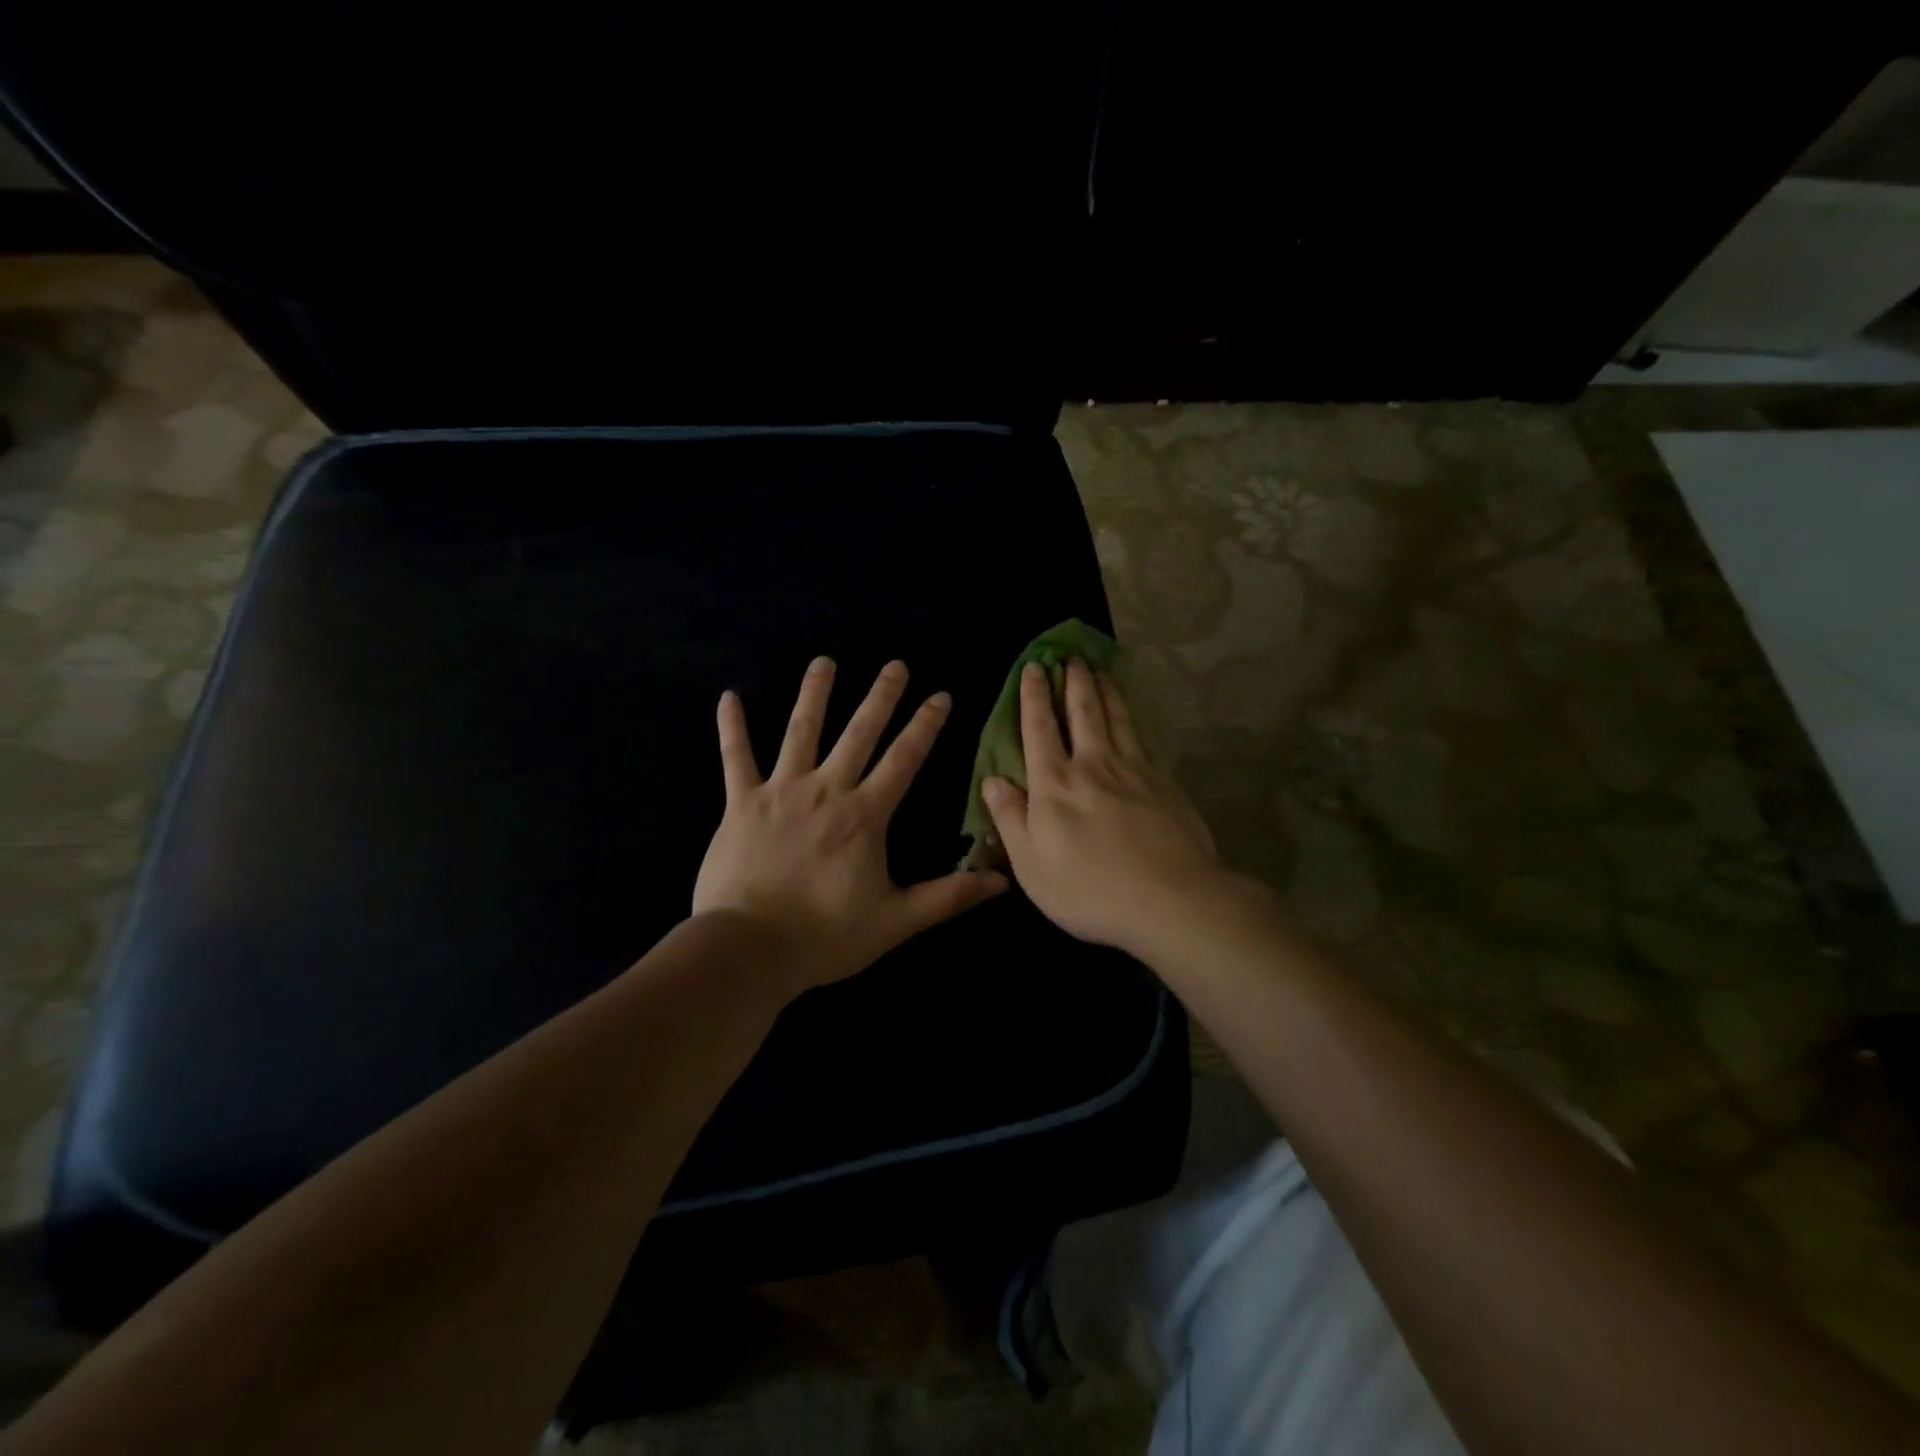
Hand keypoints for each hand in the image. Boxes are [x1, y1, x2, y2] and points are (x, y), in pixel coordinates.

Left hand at [693, 657, 1007, 991]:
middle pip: (858, 733)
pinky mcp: (741, 803)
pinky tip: (729, 697)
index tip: (940, 695)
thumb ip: (948, 897)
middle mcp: (826, 790)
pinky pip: (736, 758)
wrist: (749, 948)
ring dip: (814, 694)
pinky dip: (732, 727)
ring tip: (824, 662)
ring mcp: (780, 791)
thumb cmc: (825, 935)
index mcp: (864, 815)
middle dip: (880, 696)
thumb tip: (1002, 881)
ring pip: (800, 731)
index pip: (903, 759)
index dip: (925, 726)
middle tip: (895, 664)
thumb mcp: (897, 920)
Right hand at [983, 660, 1228, 957]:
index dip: (1033, 696)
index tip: (1033, 668)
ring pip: (1116, 718)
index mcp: (1054, 785)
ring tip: (1099, 669)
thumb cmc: (1089, 890)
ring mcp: (1133, 770)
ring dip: (1105, 690)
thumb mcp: (1031, 865)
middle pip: (1082, 712)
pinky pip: (1141, 738)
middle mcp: (1092, 765)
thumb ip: (1010, 818)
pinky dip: (1131, 717)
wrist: (1171, 899)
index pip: (1039, 729)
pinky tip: (1131, 716)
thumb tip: (992, 779)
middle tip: (1070, 656)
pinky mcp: (1163, 782)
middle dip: (1073, 681)